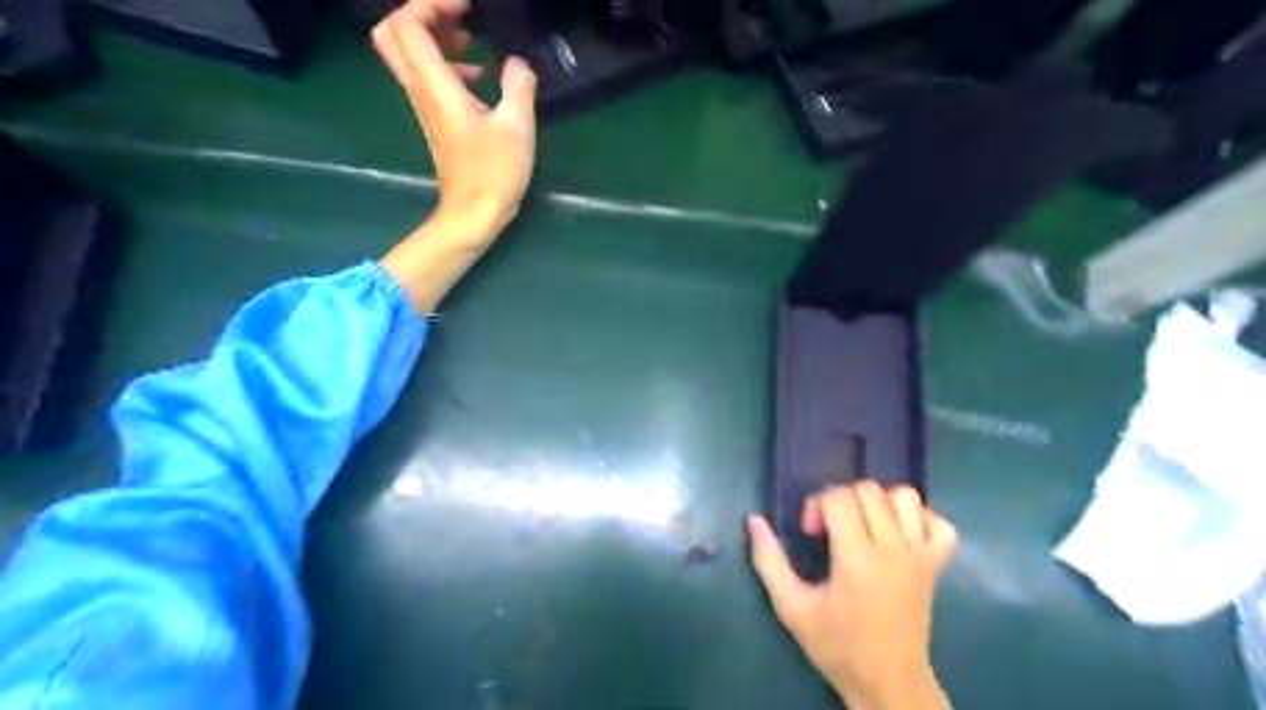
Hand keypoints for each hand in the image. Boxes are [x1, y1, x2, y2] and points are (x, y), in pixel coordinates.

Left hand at [372, 0, 539, 247]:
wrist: (473, 213)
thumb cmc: (494, 173)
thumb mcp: (517, 127)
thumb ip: (519, 86)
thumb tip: (517, 63)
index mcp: (435, 85)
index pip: (407, 23)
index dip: (431, 3)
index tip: (467, 6)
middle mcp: (420, 89)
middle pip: (393, 33)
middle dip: (423, 15)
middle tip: (459, 17)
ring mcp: (424, 106)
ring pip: (408, 54)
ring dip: (435, 37)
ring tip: (473, 41)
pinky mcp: (435, 120)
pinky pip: (426, 76)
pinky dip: (446, 62)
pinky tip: (479, 76)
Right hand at [743, 483, 954, 709]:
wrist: (888, 683)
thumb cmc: (837, 646)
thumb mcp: (791, 607)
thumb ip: (769, 560)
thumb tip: (754, 519)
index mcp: (857, 558)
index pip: (839, 497)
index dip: (816, 505)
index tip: (811, 534)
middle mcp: (893, 548)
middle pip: (869, 490)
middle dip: (841, 499)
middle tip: (831, 530)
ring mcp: (920, 555)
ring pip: (905, 497)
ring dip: (879, 502)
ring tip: (863, 525)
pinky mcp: (937, 566)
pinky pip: (940, 525)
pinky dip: (920, 519)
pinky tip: (899, 534)